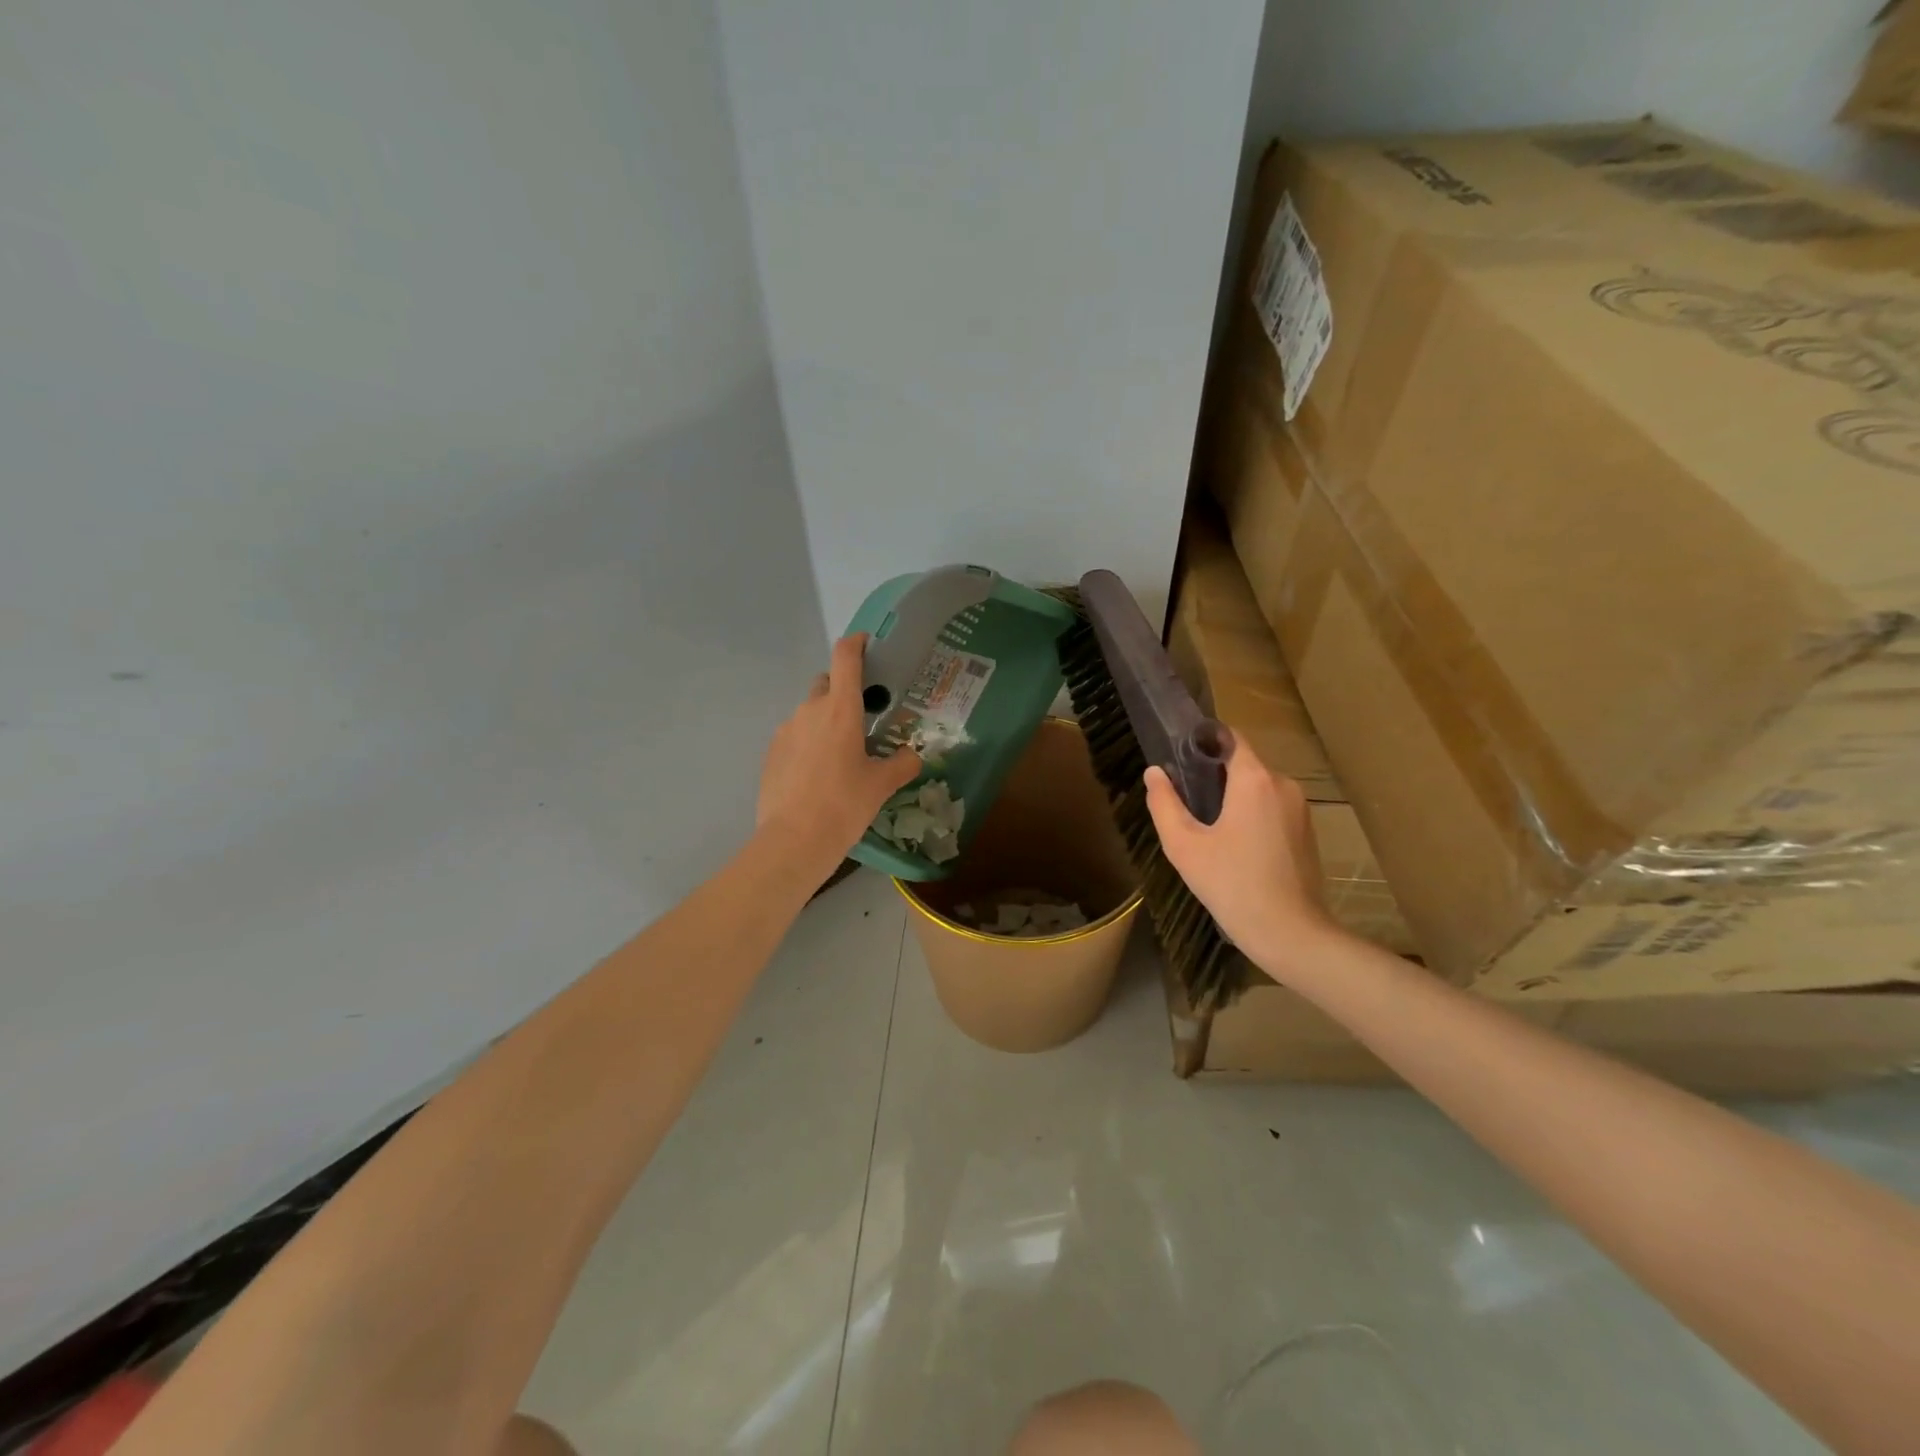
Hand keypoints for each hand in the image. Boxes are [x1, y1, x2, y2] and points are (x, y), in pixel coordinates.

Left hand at [758, 634, 921, 868]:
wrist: (793, 840)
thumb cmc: (844, 805)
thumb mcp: (881, 785)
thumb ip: (902, 764)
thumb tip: (914, 756)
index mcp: (840, 710)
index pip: (845, 658)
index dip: (856, 643)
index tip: (866, 643)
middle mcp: (810, 711)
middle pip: (826, 685)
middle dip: (842, 692)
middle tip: (861, 720)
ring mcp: (786, 730)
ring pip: (809, 713)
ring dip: (824, 723)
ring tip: (840, 756)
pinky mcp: (771, 753)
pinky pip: (794, 737)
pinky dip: (808, 744)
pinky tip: (818, 775)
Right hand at [1144, 736, 1339, 979]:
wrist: (1289, 932)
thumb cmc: (1231, 884)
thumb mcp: (1184, 845)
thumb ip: (1164, 803)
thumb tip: (1154, 772)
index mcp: (1254, 779)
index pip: (1229, 737)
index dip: (1202, 741)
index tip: (1179, 757)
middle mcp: (1283, 784)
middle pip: (1243, 764)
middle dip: (1214, 776)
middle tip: (1186, 802)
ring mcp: (1300, 808)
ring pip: (1258, 788)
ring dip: (1233, 798)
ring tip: (1207, 828)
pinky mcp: (1307, 831)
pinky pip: (1273, 809)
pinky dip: (1252, 816)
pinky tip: (1235, 847)